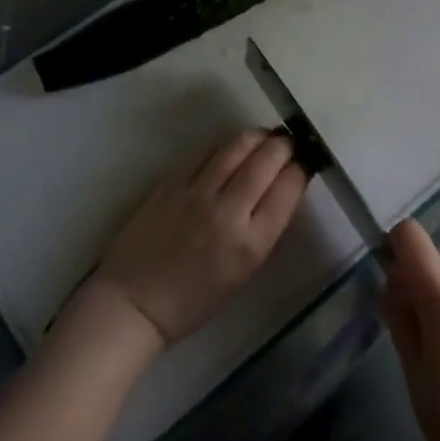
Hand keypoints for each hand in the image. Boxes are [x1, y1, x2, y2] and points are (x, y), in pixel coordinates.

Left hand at [90, 129, 307, 345]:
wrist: (134, 303)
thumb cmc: (194, 300)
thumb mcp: (245, 271)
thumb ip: (266, 228)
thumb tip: (283, 188)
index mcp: (251, 243)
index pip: (288, 188)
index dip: (301, 168)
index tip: (305, 162)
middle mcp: (227, 212)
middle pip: (266, 159)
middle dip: (284, 145)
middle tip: (289, 143)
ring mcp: (196, 193)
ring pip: (236, 146)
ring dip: (257, 137)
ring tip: (265, 138)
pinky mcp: (171, 183)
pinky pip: (206, 153)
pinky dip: (225, 147)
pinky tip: (231, 150)